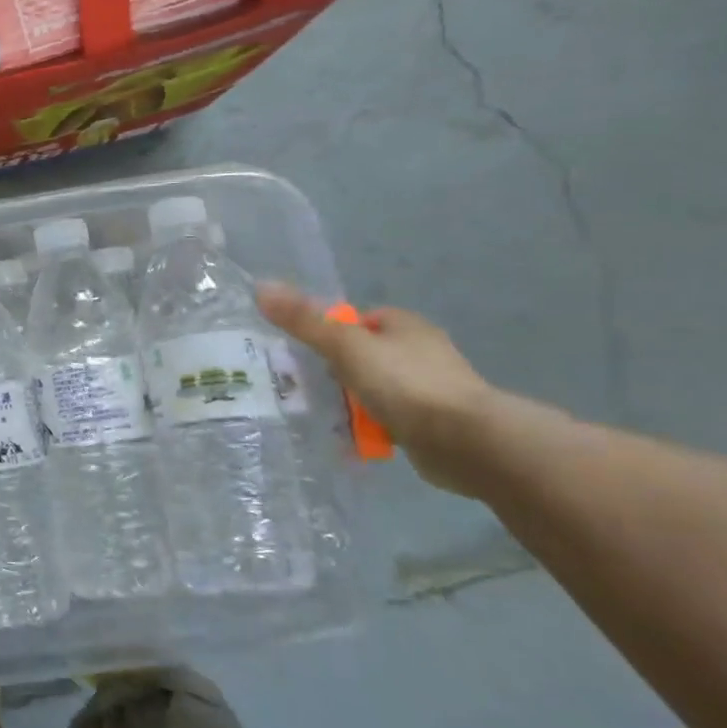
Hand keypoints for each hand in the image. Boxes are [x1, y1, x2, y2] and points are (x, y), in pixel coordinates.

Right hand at [256, 282, 500, 497]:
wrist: (465, 441)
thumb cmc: (405, 383)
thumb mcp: (345, 346)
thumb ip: (304, 320)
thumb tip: (261, 286)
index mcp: (405, 326)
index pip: (359, 320)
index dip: (330, 333)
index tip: (305, 353)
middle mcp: (420, 352)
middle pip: (362, 356)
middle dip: (334, 372)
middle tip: (304, 387)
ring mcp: (428, 389)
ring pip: (373, 390)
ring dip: (350, 403)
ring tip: (322, 416)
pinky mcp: (432, 423)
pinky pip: (388, 420)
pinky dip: (369, 429)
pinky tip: (350, 440)